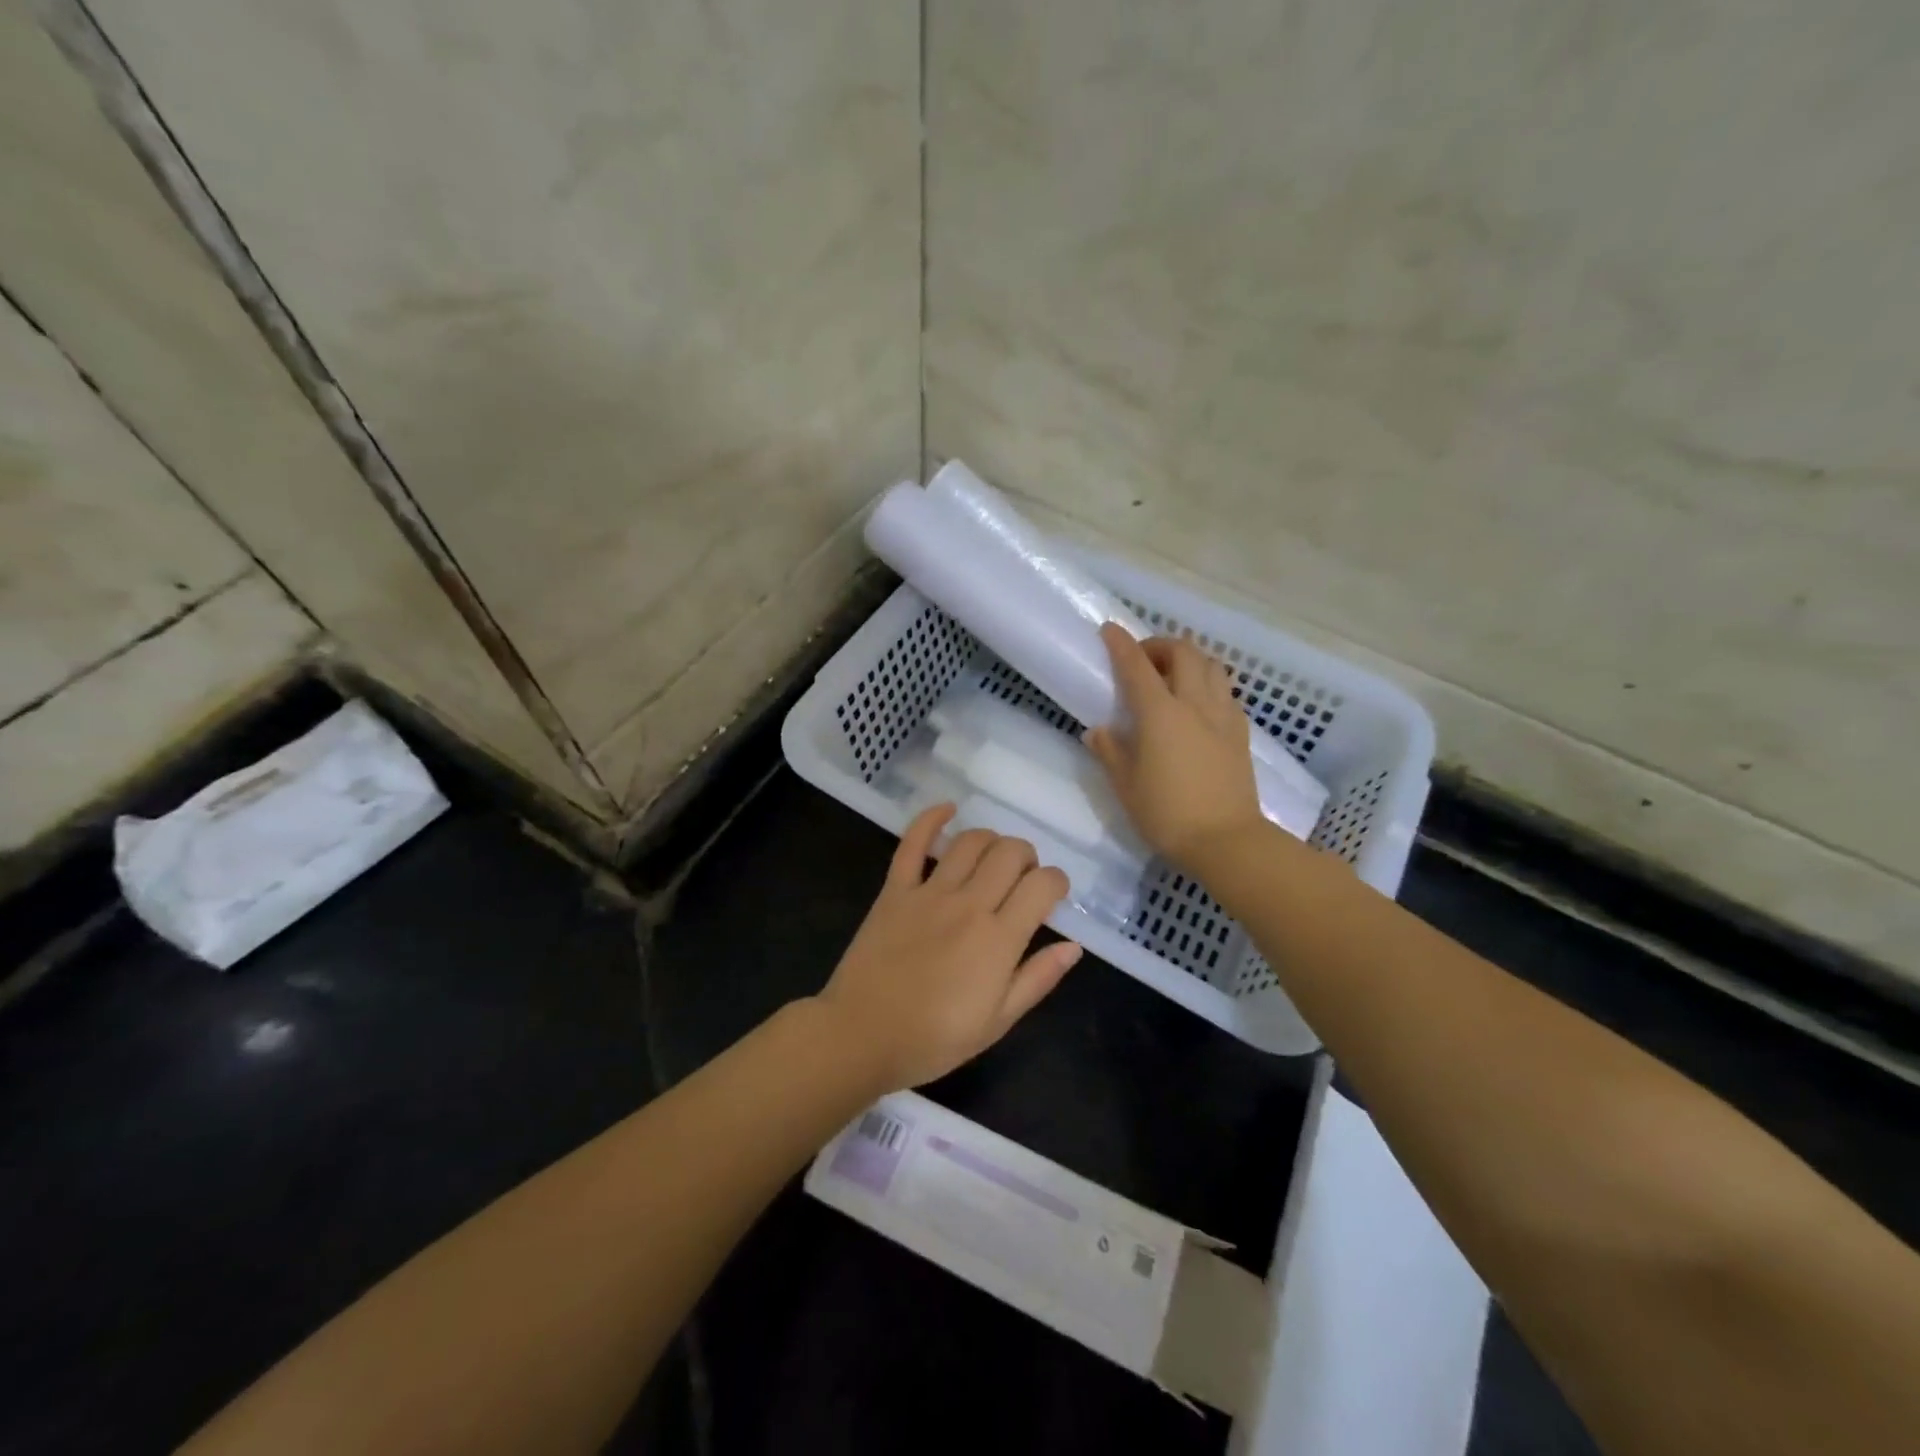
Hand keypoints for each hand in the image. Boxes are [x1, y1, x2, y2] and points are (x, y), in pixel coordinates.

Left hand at [815, 804, 1081, 1089]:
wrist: (861, 1036)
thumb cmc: (934, 1038)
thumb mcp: (997, 1022)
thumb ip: (1037, 979)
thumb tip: (1073, 946)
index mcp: (999, 939)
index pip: (1043, 885)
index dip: (1057, 882)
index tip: (1053, 894)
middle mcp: (969, 904)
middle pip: (1010, 853)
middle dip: (1027, 857)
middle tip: (1022, 878)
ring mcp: (929, 892)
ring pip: (971, 841)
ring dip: (991, 840)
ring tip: (992, 858)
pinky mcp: (895, 889)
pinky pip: (912, 843)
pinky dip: (931, 819)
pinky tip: (947, 809)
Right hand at [1086, 623, 1265, 872]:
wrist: (1227, 841)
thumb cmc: (1167, 815)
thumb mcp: (1126, 786)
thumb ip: (1111, 752)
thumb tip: (1098, 731)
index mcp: (1160, 714)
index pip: (1137, 666)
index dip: (1121, 643)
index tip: (1109, 629)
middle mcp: (1194, 704)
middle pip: (1183, 652)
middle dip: (1160, 645)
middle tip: (1142, 660)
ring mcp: (1223, 715)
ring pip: (1211, 665)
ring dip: (1189, 658)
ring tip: (1172, 675)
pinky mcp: (1240, 732)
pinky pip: (1225, 690)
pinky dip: (1207, 682)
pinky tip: (1196, 704)